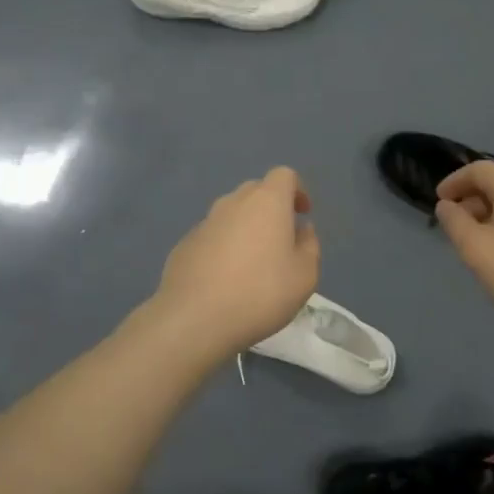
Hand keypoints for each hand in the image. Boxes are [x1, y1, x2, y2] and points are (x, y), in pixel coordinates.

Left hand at [152, 168, 320, 353]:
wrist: (195, 318)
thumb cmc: (261, 292)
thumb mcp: (305, 275)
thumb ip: (309, 246)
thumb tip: (301, 230)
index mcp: (267, 201)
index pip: (284, 175)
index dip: (297, 190)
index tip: (302, 214)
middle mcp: (233, 202)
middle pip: (256, 190)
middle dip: (271, 208)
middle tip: (280, 240)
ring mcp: (205, 222)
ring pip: (231, 213)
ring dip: (245, 228)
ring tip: (252, 263)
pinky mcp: (185, 244)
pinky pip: (212, 236)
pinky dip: (223, 247)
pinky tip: (225, 279)